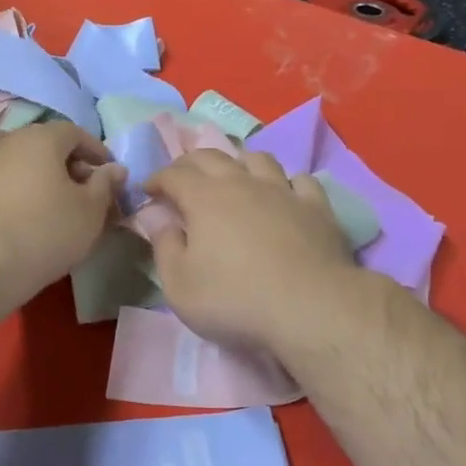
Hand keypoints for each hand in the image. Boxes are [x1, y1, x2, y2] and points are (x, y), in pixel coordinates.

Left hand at [0, 122, 124, 298]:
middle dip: (61, 158)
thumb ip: (105, 184)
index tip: (107, 172)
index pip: (75, 132)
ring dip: (15, 157)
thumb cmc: (47, 232)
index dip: (95, 150)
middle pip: (39, 139)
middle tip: (77, 186)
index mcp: (42, 139)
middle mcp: (6, 141)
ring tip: (30, 180)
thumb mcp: (91, 211)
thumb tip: (114, 168)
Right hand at [142, 149, 359, 350]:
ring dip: (238, 163)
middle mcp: (243, 183)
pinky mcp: (316, 207)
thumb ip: (164, 248)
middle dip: (190, 163)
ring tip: (233, 178)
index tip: (148, 190)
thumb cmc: (235, 300)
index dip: (157, 179)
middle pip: (212, 156)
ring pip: (258, 159)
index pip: (173, 175)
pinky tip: (283, 194)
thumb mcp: (180, 286)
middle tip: (181, 179)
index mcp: (204, 198)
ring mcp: (283, 191)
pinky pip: (300, 180)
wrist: (310, 308)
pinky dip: (285, 182)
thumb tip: (158, 220)